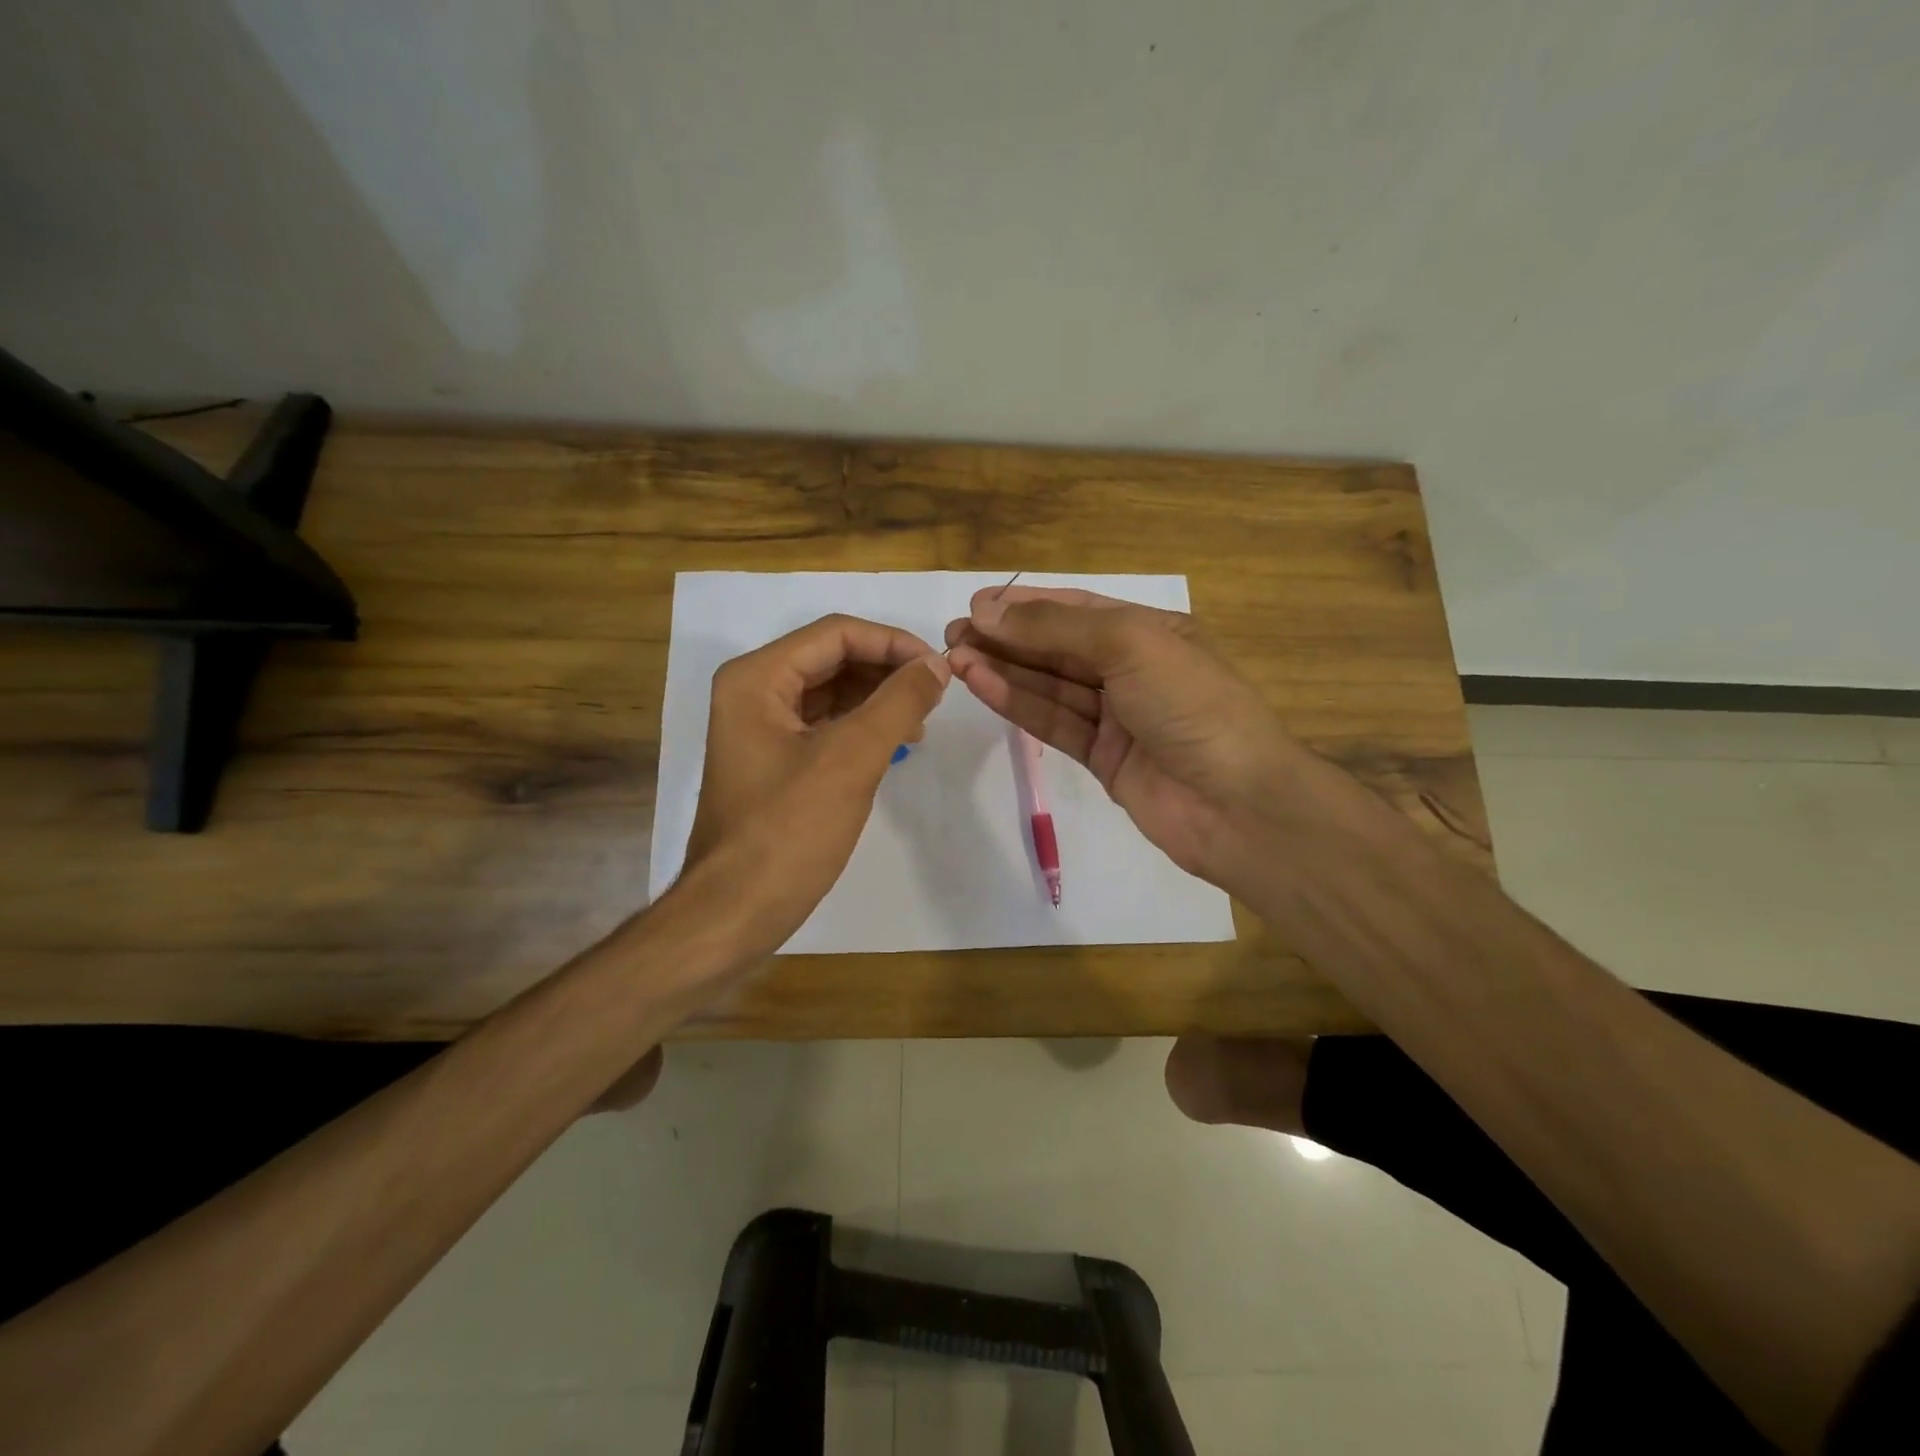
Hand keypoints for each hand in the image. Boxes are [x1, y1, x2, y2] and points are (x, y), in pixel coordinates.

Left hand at [681, 613, 949, 956]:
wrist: (735, 911)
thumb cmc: (789, 831)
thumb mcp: (851, 759)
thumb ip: (898, 703)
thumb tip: (936, 666)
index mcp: (757, 678)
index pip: (836, 633)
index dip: (893, 643)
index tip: (940, 669)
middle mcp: (753, 691)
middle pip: (832, 658)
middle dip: (887, 671)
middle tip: (935, 696)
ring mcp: (761, 727)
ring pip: (831, 692)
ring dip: (878, 699)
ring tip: (921, 722)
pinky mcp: (774, 760)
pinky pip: (825, 725)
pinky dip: (862, 727)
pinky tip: (895, 743)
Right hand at [943, 587, 1341, 893]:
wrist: (1236, 804)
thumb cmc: (1191, 705)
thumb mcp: (1129, 646)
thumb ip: (1055, 629)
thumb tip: (988, 611)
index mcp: (1152, 632)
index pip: (1079, 610)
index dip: (1026, 605)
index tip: (976, 604)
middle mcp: (1133, 669)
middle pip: (1059, 648)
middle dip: (1007, 638)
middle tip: (953, 633)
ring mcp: (1117, 716)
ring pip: (1050, 686)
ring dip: (1004, 669)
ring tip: (954, 657)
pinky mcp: (1102, 757)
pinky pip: (1054, 722)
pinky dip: (1018, 703)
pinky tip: (981, 684)